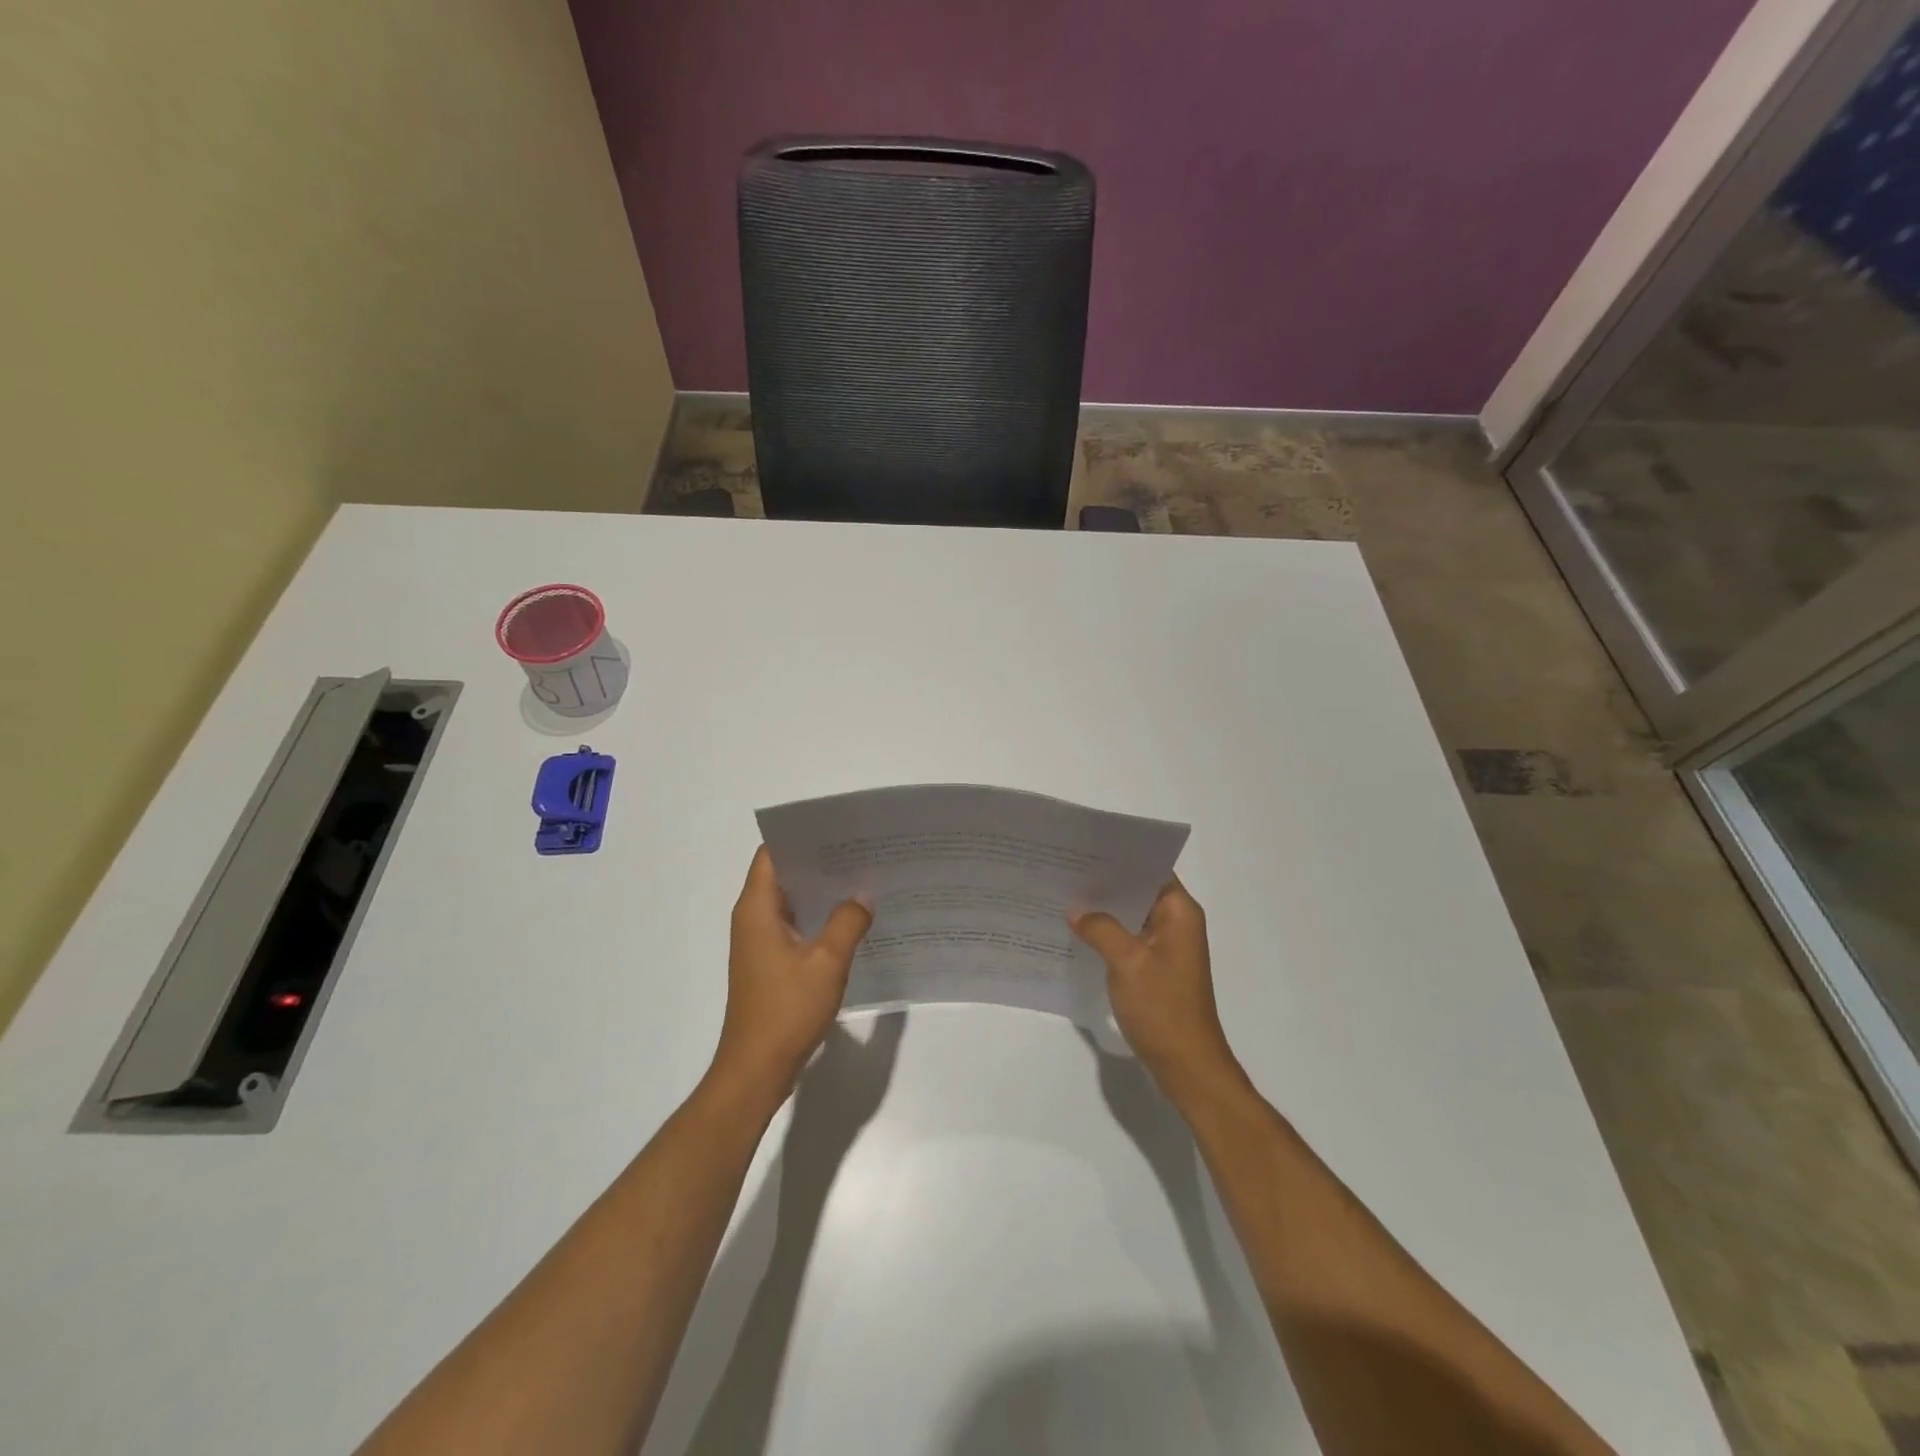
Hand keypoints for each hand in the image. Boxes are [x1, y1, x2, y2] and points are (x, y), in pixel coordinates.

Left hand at [711, 847, 872, 1101]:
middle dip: (819, 863)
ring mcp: (760, 942)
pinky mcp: (770, 963)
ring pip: (792, 902)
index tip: (838, 831)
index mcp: (757, 908)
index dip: (802, 838)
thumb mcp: (827, 962)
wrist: (757, 1069)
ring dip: (821, 892)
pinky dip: (818, 918)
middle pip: (783, 875)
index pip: (773, 854)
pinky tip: (850, 920)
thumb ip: (848, 921)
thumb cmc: (786, 1010)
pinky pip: (795, 926)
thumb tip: (863, 895)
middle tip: (861, 852)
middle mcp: (753, 919)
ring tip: (862, 879)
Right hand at [1070, 879, 1240, 1100]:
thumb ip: (1101, 928)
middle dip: (1106, 883)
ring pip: (1132, 915)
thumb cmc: (1162, 1008)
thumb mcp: (1127, 962)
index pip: (1151, 868)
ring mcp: (1167, 947)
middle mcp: (1177, 922)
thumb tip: (1076, 910)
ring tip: (1065, 895)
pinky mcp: (1156, 967)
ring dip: (1105, 909)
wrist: (1186, 1065)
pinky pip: (1130, 938)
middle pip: (1139, 890)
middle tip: (1065, 870)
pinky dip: (1108, 932)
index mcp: (1179, 912)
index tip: (1084, 849)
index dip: (1120, 858)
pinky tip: (1078, 931)